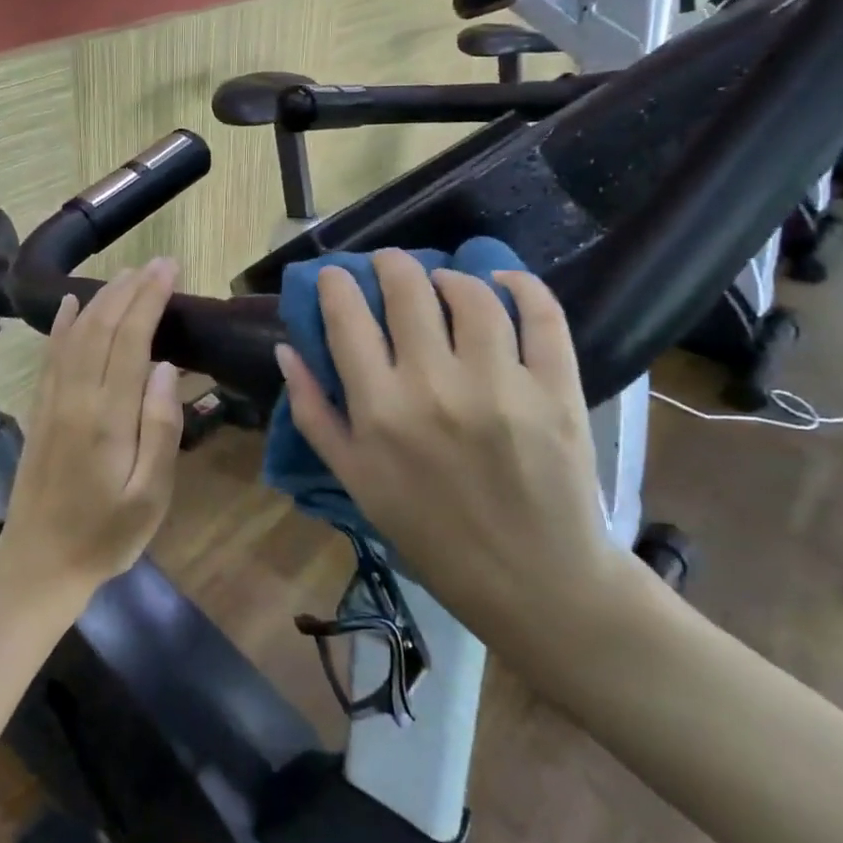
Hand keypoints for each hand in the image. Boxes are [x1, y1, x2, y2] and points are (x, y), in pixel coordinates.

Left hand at [0, 260, 184, 614]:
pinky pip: (50, 355)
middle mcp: (75, 397)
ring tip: (126, 274)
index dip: (149, 300)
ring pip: (75, 334)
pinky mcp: (39, 410)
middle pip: (101, 328)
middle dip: (130, 290)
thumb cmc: (105, 536)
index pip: (130, 341)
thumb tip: (167, 368)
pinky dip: (61, 324)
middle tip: (157, 263)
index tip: (169, 270)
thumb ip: (160, 429)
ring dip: (100, 299)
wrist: (38, 563)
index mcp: (106, 417)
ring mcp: (51, 401)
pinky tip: (69, 304)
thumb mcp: (150, 497)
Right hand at [275, 251, 629, 653]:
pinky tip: (503, 281)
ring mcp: (501, 385)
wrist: (531, 579)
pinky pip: (542, 317)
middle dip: (389, 264)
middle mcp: (435, 385)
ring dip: (449, 276)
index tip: (335, 277)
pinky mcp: (556, 391)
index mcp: (379, 409)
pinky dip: (522, 286)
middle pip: (407, 290)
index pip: (347, 318)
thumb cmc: (427, 530)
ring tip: (442, 281)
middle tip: (387, 264)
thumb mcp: (353, 478)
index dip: (336, 284)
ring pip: (471, 294)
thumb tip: (286, 350)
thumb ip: (313, 412)